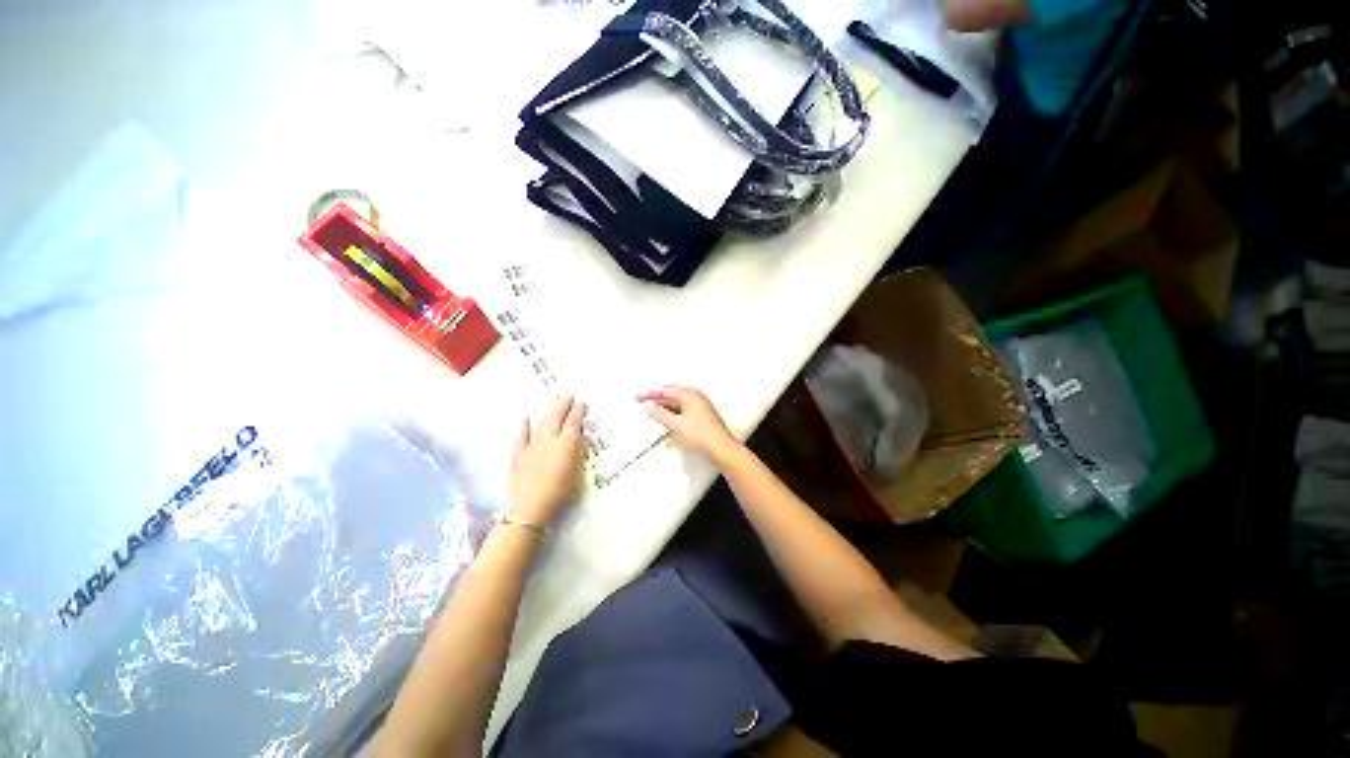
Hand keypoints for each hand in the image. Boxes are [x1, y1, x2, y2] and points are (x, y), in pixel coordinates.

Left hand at [508, 396, 586, 524]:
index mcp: (566, 443)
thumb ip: (578, 454)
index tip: (582, 402)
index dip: (578, 411)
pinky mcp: (518, 454)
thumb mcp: (577, 473)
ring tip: (552, 401)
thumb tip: (580, 439)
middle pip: (557, 417)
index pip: (574, 422)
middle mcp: (549, 439)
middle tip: (568, 394)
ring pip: (541, 423)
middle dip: (563, 404)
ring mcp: (532, 445)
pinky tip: (525, 419)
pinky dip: (524, 427)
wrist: (529, 507)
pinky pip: (521, 436)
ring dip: (547, 411)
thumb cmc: (559, 492)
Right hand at [640, 386, 741, 465]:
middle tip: (644, 399)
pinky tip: (668, 418)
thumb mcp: (675, 425)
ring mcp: (700, 405)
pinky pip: (682, 408)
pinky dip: (672, 411)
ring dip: (664, 405)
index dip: (651, 393)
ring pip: (677, 402)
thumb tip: (650, 407)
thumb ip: (660, 414)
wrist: (720, 447)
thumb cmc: (703, 435)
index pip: (665, 390)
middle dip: (657, 397)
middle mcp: (696, 397)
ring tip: (653, 408)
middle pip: (672, 394)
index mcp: (689, 394)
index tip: (640, 395)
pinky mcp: (701, 415)